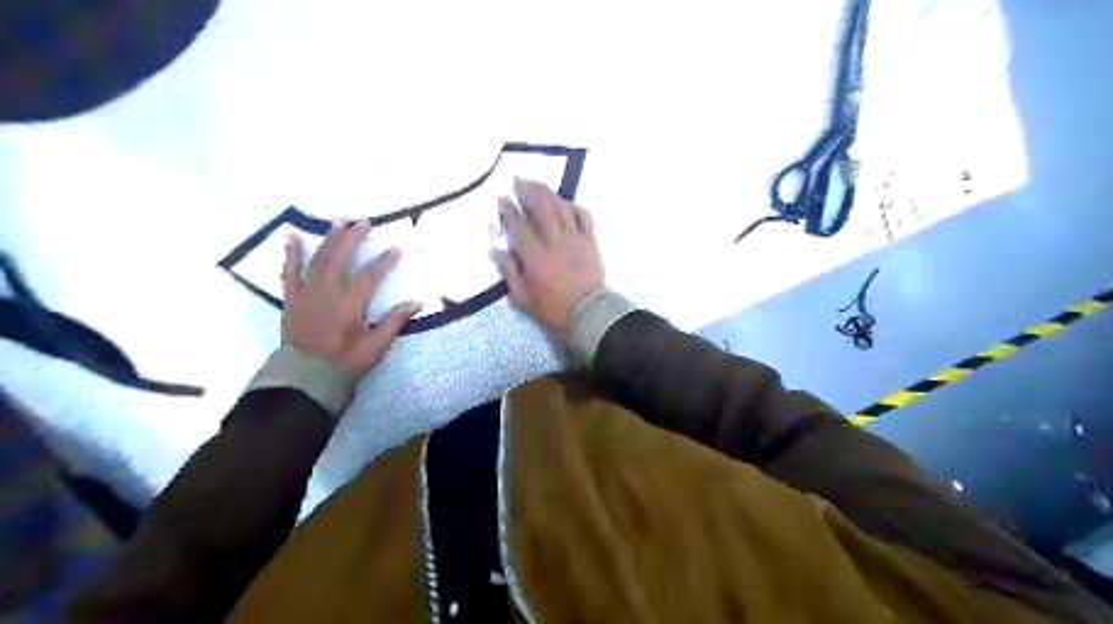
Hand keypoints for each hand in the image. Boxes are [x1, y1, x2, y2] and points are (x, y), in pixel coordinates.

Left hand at [281, 222, 419, 377]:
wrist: (306, 376)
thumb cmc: (346, 362)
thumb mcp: (376, 345)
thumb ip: (394, 321)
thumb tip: (417, 302)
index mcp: (351, 302)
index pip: (370, 275)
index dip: (384, 261)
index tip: (395, 249)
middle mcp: (329, 291)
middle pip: (342, 257)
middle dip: (354, 238)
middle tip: (364, 221)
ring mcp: (308, 292)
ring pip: (319, 259)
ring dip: (329, 240)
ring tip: (338, 223)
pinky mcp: (292, 298)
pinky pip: (290, 271)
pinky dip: (291, 254)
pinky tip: (292, 237)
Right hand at [492, 178, 604, 336]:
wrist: (590, 313)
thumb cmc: (554, 308)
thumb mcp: (524, 298)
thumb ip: (510, 272)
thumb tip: (496, 249)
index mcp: (536, 258)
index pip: (520, 227)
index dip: (510, 211)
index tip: (503, 198)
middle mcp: (555, 242)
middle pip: (542, 209)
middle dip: (529, 192)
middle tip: (519, 181)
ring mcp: (575, 239)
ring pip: (561, 208)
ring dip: (548, 193)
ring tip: (538, 184)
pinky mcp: (590, 241)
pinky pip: (583, 216)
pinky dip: (573, 206)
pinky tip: (565, 202)